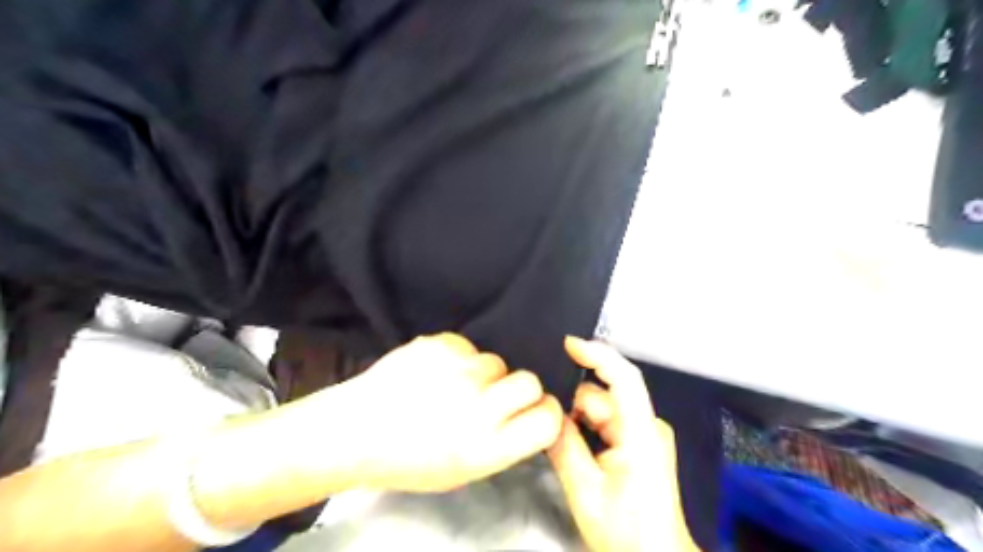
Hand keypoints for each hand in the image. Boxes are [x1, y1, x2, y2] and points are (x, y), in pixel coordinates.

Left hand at [333, 332, 560, 491]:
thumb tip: (528, 414)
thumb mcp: (463, 472)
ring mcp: (457, 371)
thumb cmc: (408, 459)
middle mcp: (477, 408)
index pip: (547, 420)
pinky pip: (467, 345)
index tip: (536, 411)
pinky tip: (433, 372)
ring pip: (496, 360)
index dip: (547, 413)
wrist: (354, 430)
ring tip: (452, 385)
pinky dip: (457, 358)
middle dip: (518, 388)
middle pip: (529, 381)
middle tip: (494, 396)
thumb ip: (502, 443)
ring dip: (482, 373)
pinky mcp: (438, 344)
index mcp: (485, 447)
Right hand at [546, 336, 698, 551]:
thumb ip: (563, 446)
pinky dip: (586, 426)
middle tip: (543, 417)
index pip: (624, 378)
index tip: (566, 344)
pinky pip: (606, 422)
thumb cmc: (626, 533)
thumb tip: (544, 412)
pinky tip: (568, 440)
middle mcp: (647, 425)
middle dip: (572, 403)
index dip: (597, 355)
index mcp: (641, 433)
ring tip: (554, 434)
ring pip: (602, 409)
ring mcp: (644, 434)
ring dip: (577, 418)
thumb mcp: (585, 491)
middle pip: (604, 396)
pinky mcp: (639, 443)